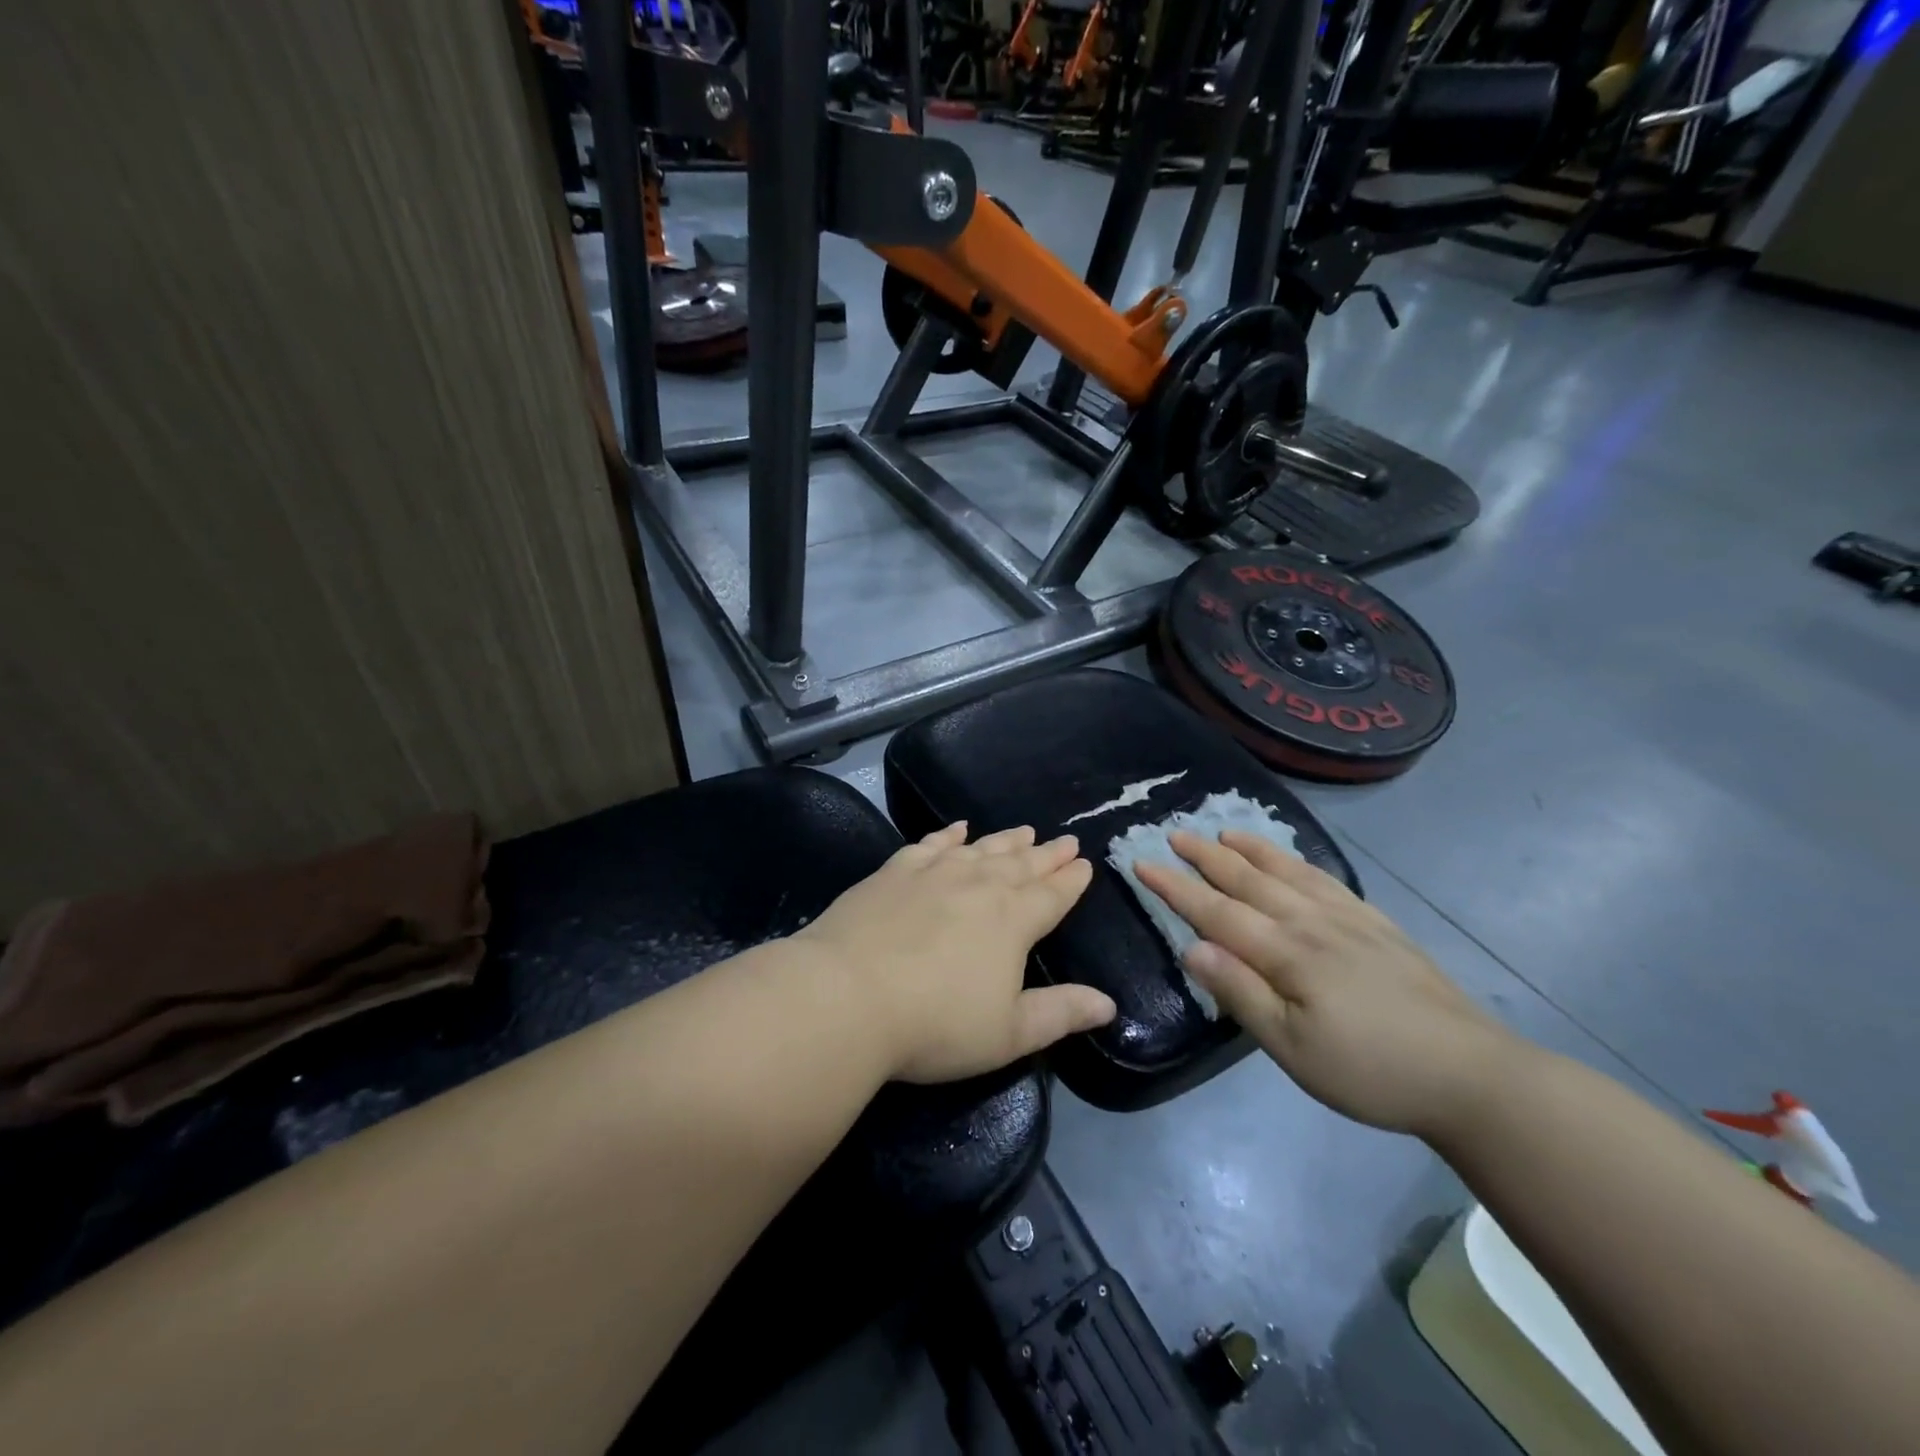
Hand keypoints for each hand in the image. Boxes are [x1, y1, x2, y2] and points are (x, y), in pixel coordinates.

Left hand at [795, 823, 1115, 1083]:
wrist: (847, 995)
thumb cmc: (935, 1024)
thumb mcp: (1008, 1034)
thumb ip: (1060, 1014)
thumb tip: (1108, 1004)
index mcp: (1013, 920)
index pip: (1053, 895)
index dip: (1072, 881)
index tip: (1085, 864)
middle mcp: (979, 885)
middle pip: (1022, 864)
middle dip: (1047, 853)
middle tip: (1066, 839)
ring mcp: (934, 872)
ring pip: (981, 849)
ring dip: (1006, 840)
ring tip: (1024, 830)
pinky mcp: (895, 871)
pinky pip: (931, 844)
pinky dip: (949, 835)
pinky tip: (958, 828)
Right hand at [1134, 830, 1514, 1137]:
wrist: (1470, 1074)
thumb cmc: (1370, 1070)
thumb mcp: (1293, 1049)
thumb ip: (1241, 993)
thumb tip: (1192, 947)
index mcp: (1287, 952)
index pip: (1216, 910)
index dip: (1176, 886)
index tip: (1142, 861)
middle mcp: (1312, 922)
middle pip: (1248, 880)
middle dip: (1206, 855)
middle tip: (1174, 832)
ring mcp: (1348, 919)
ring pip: (1287, 871)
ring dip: (1250, 849)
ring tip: (1224, 830)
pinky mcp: (1377, 925)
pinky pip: (1325, 879)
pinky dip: (1297, 861)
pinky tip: (1292, 861)